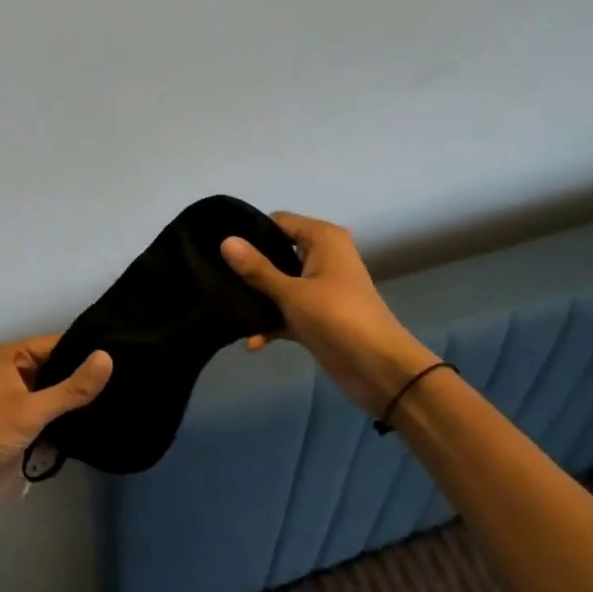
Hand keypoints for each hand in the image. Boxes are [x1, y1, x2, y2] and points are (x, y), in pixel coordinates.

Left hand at [0, 336, 112, 522]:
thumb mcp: (32, 407)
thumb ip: (72, 388)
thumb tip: (108, 358)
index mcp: (13, 357)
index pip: (59, 344)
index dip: (88, 349)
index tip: (125, 352)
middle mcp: (17, 375)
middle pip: (60, 370)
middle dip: (87, 378)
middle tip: (131, 380)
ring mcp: (22, 404)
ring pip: (59, 397)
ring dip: (80, 404)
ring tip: (124, 401)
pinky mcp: (26, 431)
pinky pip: (55, 422)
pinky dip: (72, 426)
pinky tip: (104, 426)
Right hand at [221, 211, 435, 416]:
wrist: (378, 369)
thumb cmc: (337, 318)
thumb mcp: (292, 292)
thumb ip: (257, 268)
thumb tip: (225, 241)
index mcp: (322, 239)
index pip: (277, 222)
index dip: (249, 233)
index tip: (217, 247)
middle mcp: (322, 257)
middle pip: (275, 253)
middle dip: (248, 268)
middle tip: (213, 277)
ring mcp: (318, 287)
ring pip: (278, 284)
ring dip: (257, 299)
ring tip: (224, 308)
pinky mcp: (315, 315)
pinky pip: (285, 311)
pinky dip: (270, 323)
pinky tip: (251, 342)